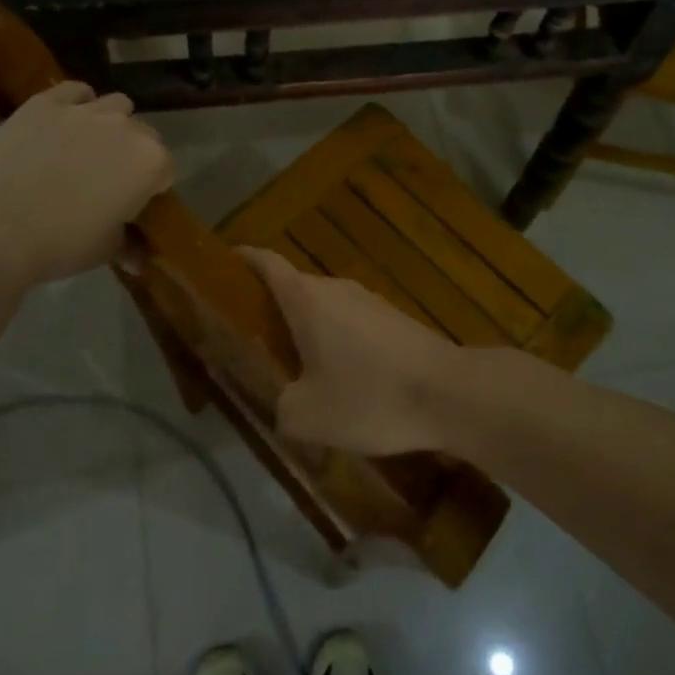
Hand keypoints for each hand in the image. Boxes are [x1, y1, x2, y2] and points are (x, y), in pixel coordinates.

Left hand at [0, 83, 173, 283]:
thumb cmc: (63, 243)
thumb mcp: (107, 250)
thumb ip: (129, 244)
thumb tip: (138, 257)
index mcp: (150, 162)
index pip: (166, 168)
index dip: (152, 187)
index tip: (134, 203)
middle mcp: (125, 128)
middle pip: (144, 134)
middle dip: (135, 153)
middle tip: (110, 180)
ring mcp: (84, 111)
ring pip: (115, 106)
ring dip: (112, 123)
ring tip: (89, 147)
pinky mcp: (46, 103)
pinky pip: (74, 91)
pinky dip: (77, 102)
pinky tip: (65, 123)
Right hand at [239, 247, 466, 454]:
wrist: (449, 394)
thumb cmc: (369, 396)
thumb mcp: (307, 416)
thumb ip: (282, 408)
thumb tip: (286, 405)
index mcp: (306, 299)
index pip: (266, 263)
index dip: (243, 258)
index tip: (225, 261)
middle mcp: (337, 289)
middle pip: (296, 289)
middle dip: (274, 310)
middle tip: (255, 342)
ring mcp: (371, 301)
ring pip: (328, 310)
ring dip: (311, 332)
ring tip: (300, 370)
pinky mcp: (397, 320)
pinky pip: (355, 326)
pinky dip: (341, 344)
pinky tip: (348, 382)